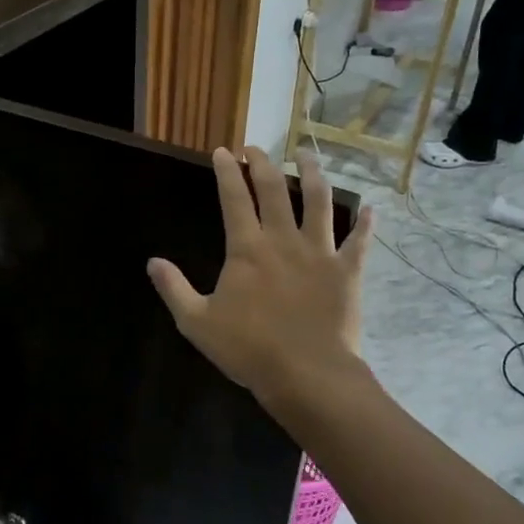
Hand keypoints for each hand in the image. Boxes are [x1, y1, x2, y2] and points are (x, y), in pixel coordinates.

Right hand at [147, 147, 372, 412]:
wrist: (307, 375)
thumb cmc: (248, 349)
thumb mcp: (197, 323)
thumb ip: (174, 289)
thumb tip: (153, 262)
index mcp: (247, 249)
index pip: (234, 198)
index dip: (227, 172)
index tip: (223, 151)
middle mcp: (284, 240)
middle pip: (274, 190)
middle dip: (263, 163)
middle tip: (256, 148)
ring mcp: (320, 253)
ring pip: (319, 202)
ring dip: (313, 175)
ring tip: (307, 156)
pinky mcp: (347, 272)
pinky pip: (359, 242)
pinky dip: (366, 225)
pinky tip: (371, 209)